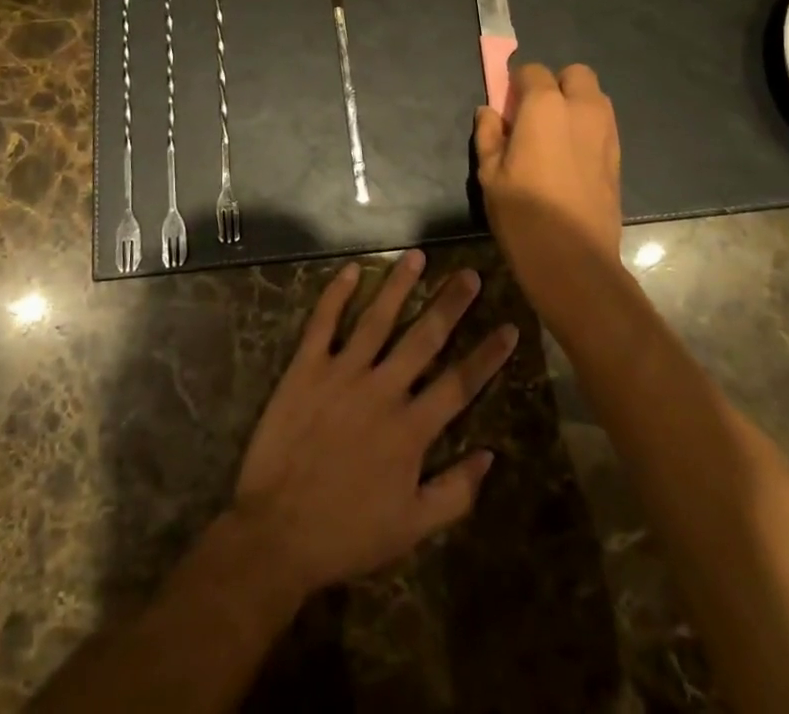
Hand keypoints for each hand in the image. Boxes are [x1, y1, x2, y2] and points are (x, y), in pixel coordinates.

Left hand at [231, 250, 516, 598]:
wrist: (277, 531)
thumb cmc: (347, 532)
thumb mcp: (412, 528)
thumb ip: (455, 492)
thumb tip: (489, 454)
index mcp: (411, 429)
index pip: (459, 383)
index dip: (488, 355)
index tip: (510, 327)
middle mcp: (382, 390)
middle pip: (424, 338)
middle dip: (450, 304)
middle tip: (470, 274)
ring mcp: (342, 373)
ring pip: (377, 319)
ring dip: (398, 286)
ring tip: (417, 256)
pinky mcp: (306, 368)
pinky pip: (323, 322)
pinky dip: (336, 294)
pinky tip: (351, 269)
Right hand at [474, 62, 622, 315]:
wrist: (574, 259)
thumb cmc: (523, 212)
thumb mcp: (489, 173)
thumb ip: (488, 134)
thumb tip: (489, 112)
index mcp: (546, 106)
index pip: (532, 71)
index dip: (517, 84)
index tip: (508, 106)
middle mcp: (582, 109)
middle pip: (575, 74)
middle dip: (555, 84)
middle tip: (535, 115)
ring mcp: (606, 132)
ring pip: (595, 98)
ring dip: (575, 103)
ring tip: (554, 135)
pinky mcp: (618, 157)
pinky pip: (603, 125)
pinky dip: (588, 128)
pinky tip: (570, 157)